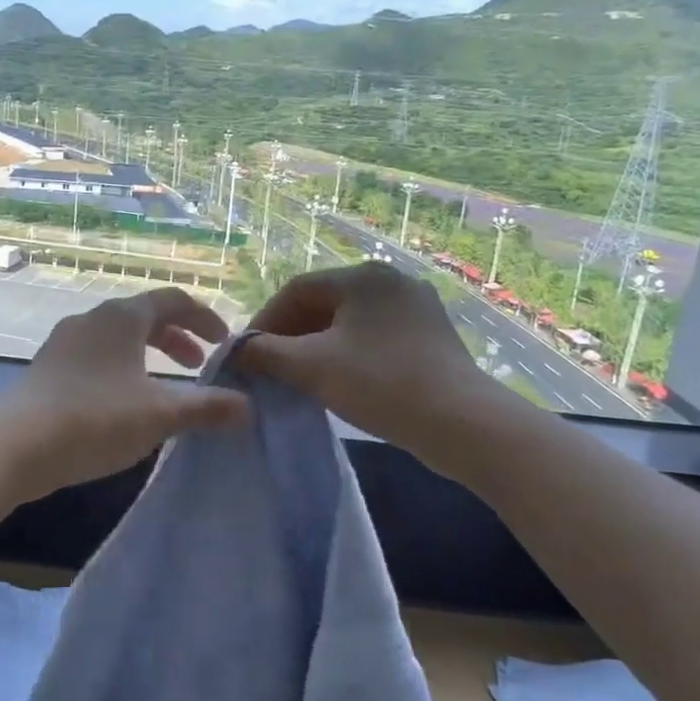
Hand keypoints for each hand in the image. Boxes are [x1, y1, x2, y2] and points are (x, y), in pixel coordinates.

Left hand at [0, 287, 250, 498]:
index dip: (204, 317)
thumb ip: (206, 409)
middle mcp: (92, 320)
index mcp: (122, 317)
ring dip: (147, 356)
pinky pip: (95, 358)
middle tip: (197, 367)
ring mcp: (64, 343)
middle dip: (176, 339)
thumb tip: (247, 408)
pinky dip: (121, 370)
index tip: (223, 342)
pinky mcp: (47, 369)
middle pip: (144, 317)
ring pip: (117, 339)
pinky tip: (123, 405)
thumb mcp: (160, 415)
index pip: (172, 300)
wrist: (14, 444)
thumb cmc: (96, 418)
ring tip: (163, 387)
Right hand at [236, 263, 496, 457]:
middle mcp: (391, 281)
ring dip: (317, 346)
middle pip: (324, 303)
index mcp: (362, 276)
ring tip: (300, 377)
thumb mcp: (310, 367)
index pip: (297, 290)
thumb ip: (265, 353)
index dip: (266, 321)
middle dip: (291, 334)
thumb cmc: (380, 384)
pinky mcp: (431, 337)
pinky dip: (348, 354)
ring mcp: (416, 308)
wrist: (463, 424)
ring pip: (350, 323)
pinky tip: (340, 382)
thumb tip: (236, 349)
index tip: (248, 353)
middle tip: (271, 367)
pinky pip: (374, 338)